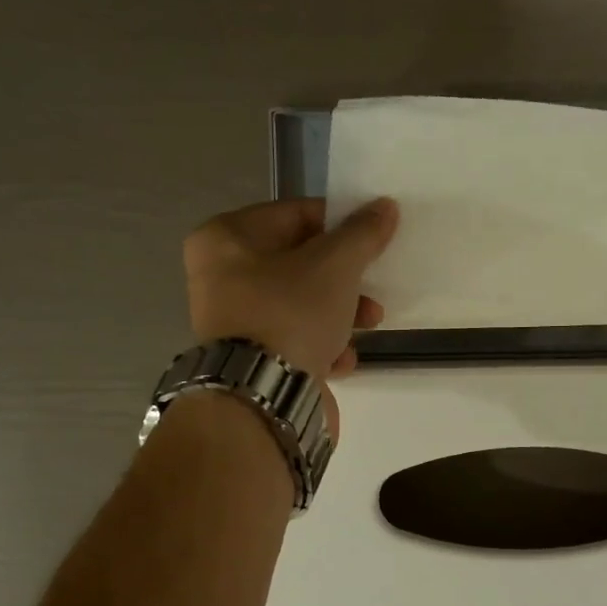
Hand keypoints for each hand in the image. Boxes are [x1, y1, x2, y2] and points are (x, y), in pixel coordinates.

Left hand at [183, 197, 398, 380]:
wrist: (260, 399)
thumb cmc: (290, 313)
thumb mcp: (335, 265)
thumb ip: (362, 234)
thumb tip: (385, 207)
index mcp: (226, 239)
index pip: (294, 215)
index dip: (339, 223)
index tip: (373, 238)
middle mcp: (221, 277)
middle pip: (300, 262)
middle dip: (344, 277)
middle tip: (374, 285)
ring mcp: (234, 322)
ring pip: (301, 303)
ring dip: (341, 313)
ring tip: (370, 324)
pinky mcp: (251, 360)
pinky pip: (295, 340)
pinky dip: (322, 346)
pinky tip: (342, 360)